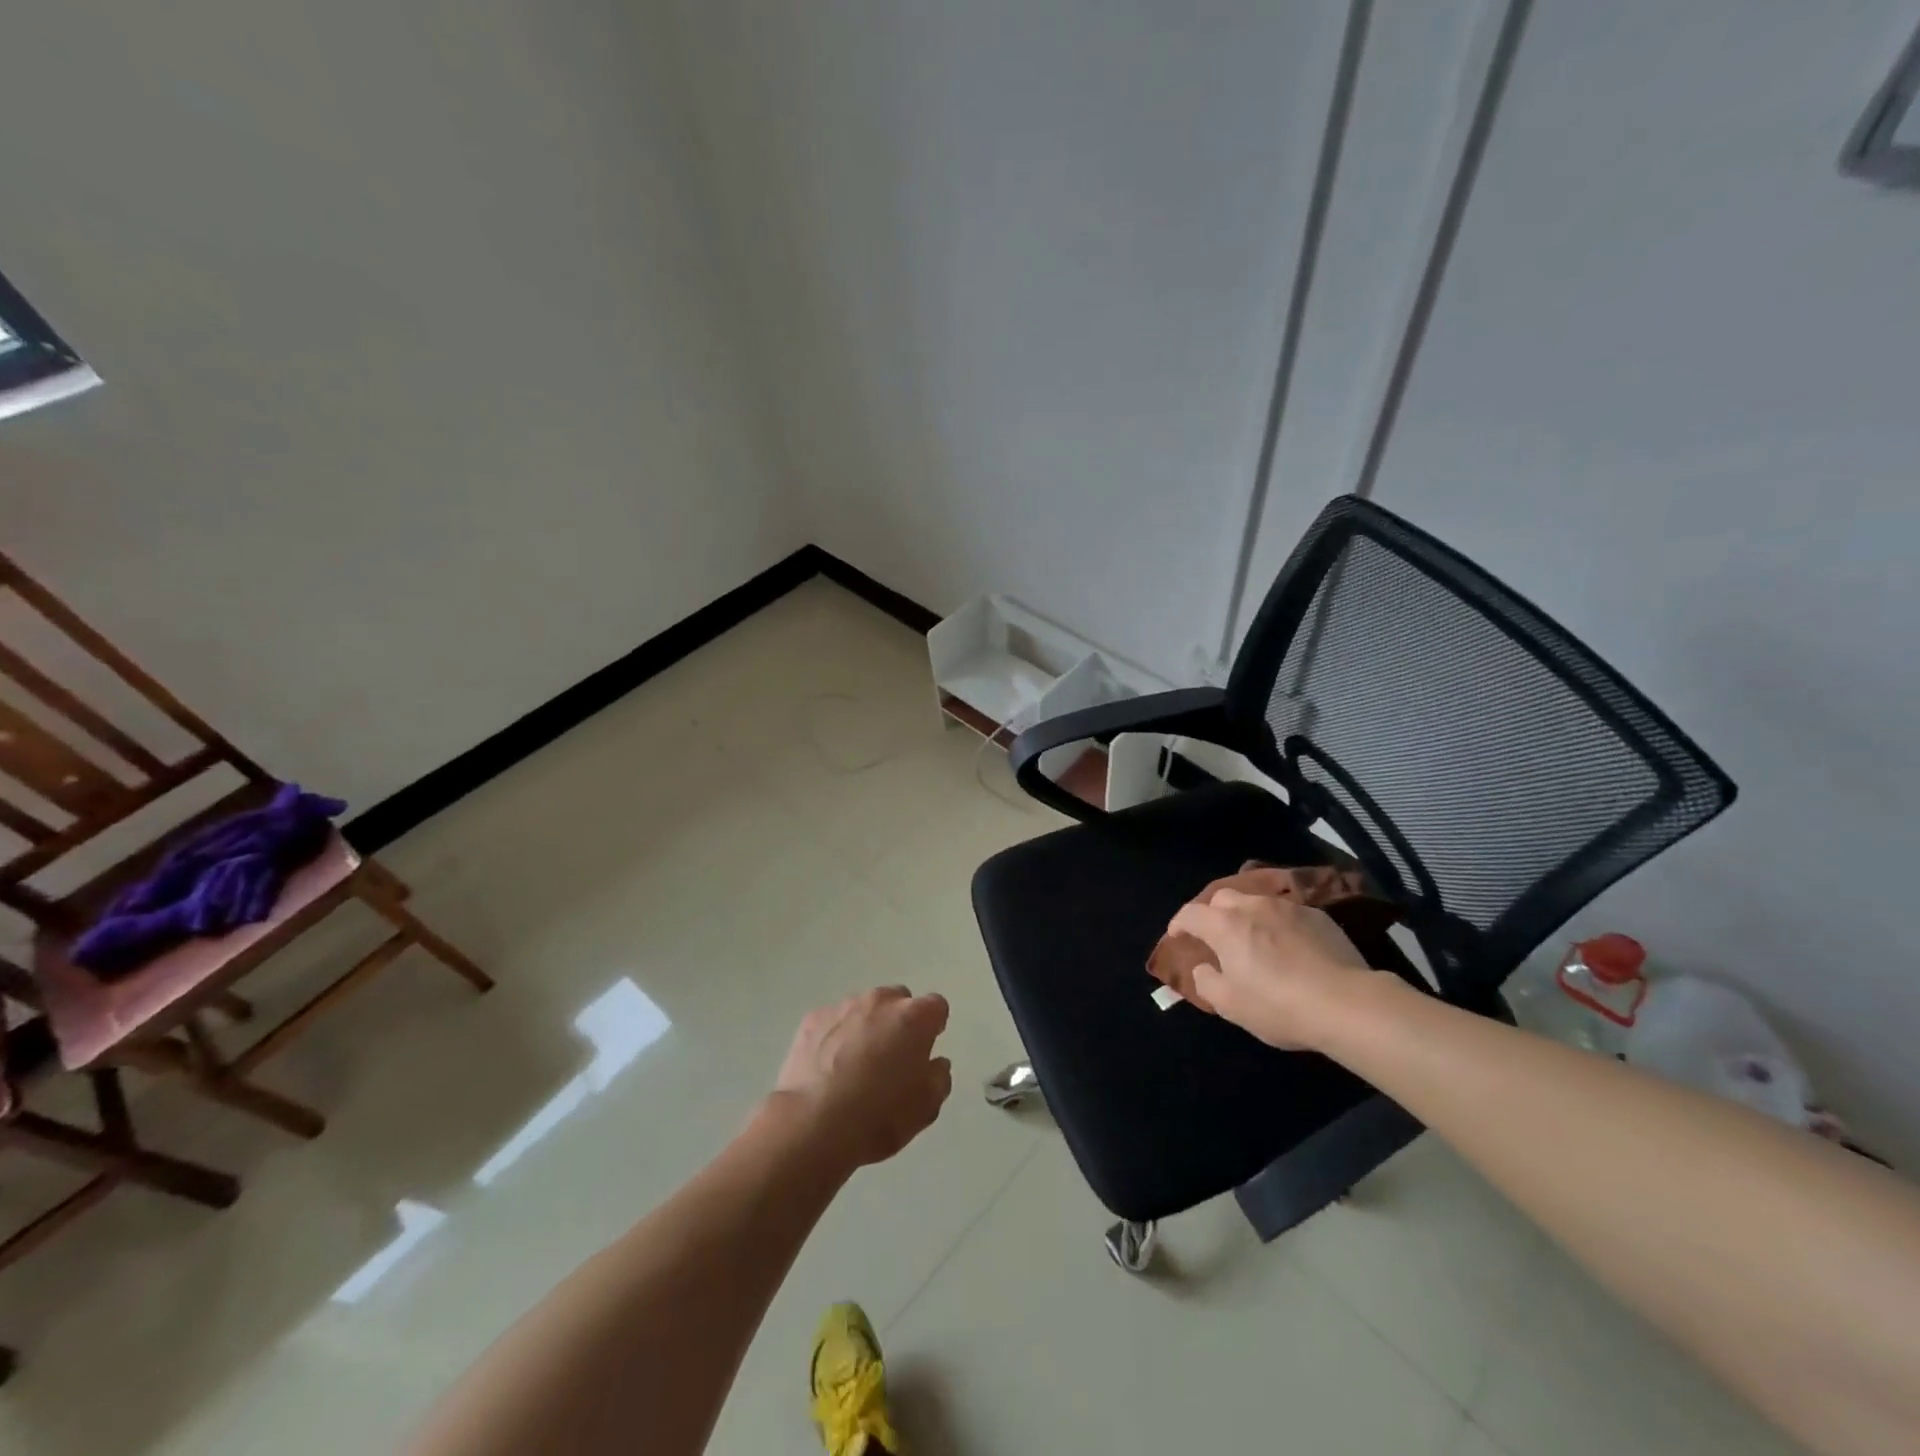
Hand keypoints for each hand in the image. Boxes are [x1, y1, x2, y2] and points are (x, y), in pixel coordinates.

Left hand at [773, 986, 953, 1169]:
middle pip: (898, 1001)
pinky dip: (834, 1036)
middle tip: (891, 1059)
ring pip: (863, 1009)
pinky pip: (832, 1021)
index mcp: (914, 1017)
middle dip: (899, 1023)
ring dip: (866, 1027)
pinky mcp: (813, 1019)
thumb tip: (935, 1063)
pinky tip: (827, 1069)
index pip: (936, 1007)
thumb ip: (939, 1077)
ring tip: (854, 1067)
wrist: (814, 1123)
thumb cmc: (879, 1115)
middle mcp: (881, 1001)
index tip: (924, 1052)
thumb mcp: (926, 1107)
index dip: (932, 1028)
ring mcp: (843, 1006)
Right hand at [1165, 888, 1373, 1049]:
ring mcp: (1288, 907)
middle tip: (1216, 937)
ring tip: (1254, 939)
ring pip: (1256, 902)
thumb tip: (1204, 968)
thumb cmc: (1279, 1006)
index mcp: (1225, 925)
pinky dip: (1278, 924)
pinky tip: (1288, 946)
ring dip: (1247, 917)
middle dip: (1213, 914)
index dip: (1179, 924)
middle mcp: (1253, 907)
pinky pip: (1287, 913)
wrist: (1347, 1004)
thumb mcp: (1230, 1005)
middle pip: (1222, 898)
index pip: (1190, 914)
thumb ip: (1206, 982)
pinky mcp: (1318, 916)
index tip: (1178, 937)